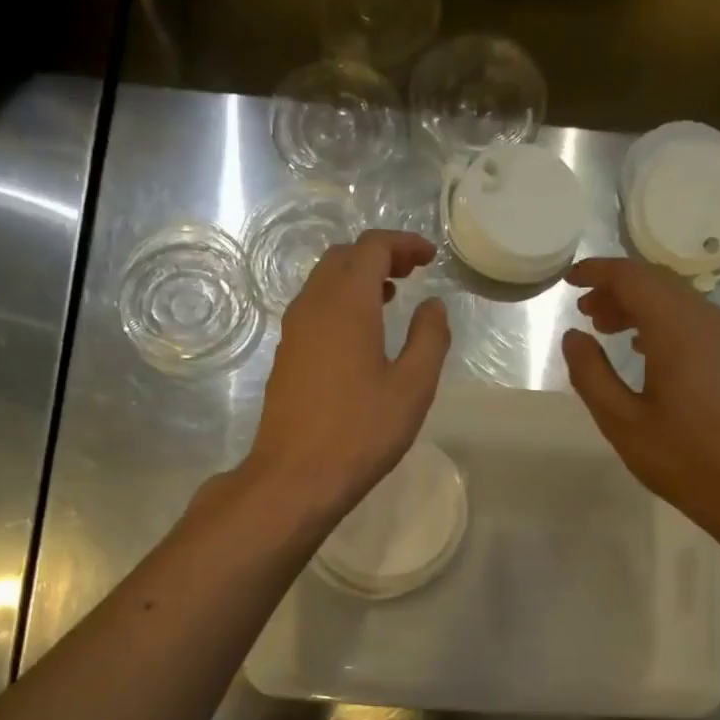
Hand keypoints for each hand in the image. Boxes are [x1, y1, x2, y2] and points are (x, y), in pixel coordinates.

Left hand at [241, 229, 449, 522]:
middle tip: (412, 273)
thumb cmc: (361, 431)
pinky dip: (341, 303)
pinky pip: (314, 309)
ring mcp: (293, 331)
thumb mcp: (413, 387)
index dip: (403, 244)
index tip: (430, 257)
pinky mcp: (286, 356)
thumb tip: (433, 305)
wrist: (295, 476)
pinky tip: (361, 335)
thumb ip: (429, 338)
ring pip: (324, 282)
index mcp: (346, 303)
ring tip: (391, 298)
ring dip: (357, 279)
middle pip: (342, 258)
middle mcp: (313, 306)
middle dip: (379, 255)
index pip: (371, 248)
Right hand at [561, 258, 719, 541]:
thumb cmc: (684, 459)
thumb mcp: (622, 422)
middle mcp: (706, 320)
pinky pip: (693, 320)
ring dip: (638, 306)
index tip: (569, 280)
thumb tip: (574, 337)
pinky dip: (661, 322)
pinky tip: (643, 351)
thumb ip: (591, 374)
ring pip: (676, 300)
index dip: (597, 273)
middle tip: (584, 310)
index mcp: (677, 329)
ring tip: (605, 329)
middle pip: (656, 282)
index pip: (632, 277)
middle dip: (616, 289)